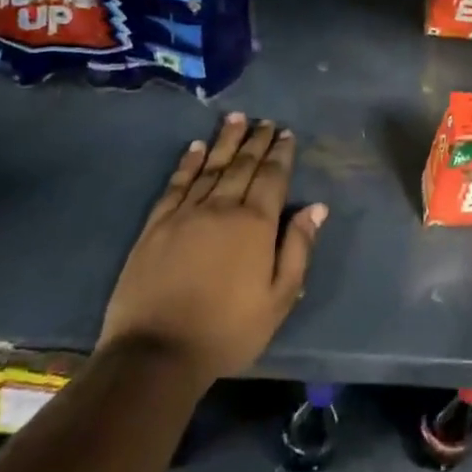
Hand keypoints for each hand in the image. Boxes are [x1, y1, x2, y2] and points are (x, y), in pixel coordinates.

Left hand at [98, 112, 325, 383]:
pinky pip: (176, 184)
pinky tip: (195, 148)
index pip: (272, 178)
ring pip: (210, 167)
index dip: (281, 154)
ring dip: (225, 141)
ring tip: (236, 119)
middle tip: (265, 121)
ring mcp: (184, 214)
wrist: (156, 353)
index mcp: (255, 224)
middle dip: (256, 141)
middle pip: (242, 166)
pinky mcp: (155, 226)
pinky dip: (188, 163)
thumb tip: (316, 208)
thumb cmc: (228, 329)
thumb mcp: (279, 298)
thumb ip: (298, 248)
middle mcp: (221, 208)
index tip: (286, 133)